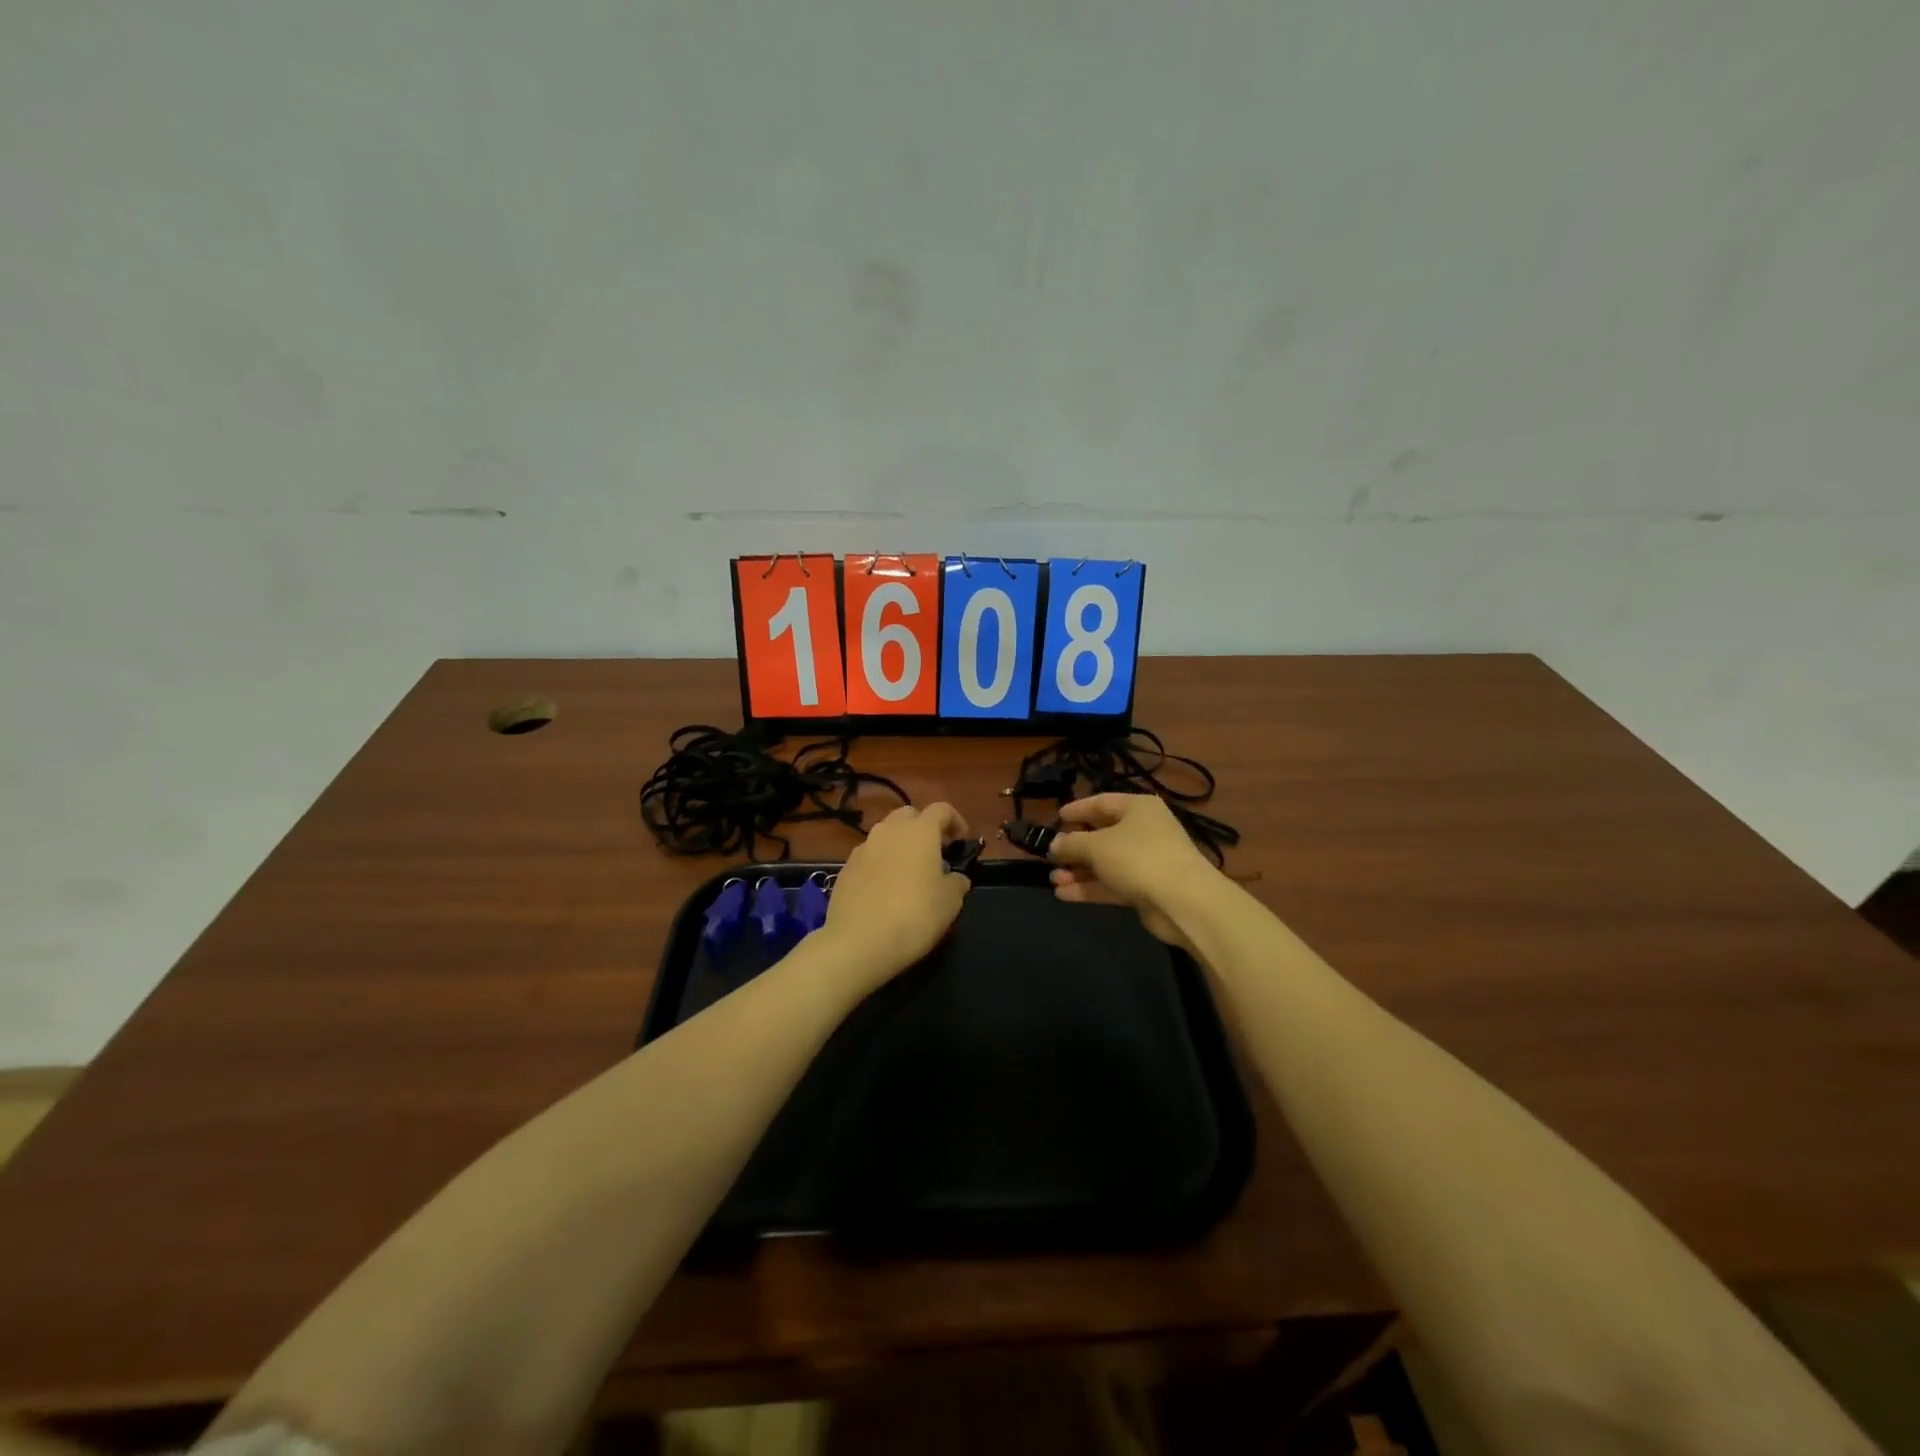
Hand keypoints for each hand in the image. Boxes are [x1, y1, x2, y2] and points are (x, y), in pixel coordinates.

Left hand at [821, 803, 970, 986]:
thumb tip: (955, 878)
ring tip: (909, 872)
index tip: (961, 841)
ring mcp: (863, 848)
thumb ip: (957, 882)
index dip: (955, 821)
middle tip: (935, 853)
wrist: (858, 941)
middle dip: (924, 828)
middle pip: (909, 815)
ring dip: (900, 845)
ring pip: (886, 834)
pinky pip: (869, 855)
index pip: (941, 809)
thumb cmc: (914, 916)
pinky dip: (881, 863)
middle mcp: (889, 831)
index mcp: (920, 831)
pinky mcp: (846, 868)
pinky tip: (885, 888)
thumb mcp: (950, 902)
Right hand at [1048, 793, 1218, 947]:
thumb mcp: (1097, 845)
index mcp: (1137, 808)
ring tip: (1052, 879)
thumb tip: (1054, 844)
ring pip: (1105, 862)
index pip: (1101, 802)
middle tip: (1050, 856)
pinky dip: (1090, 887)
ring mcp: (1146, 861)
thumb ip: (1071, 843)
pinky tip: (1064, 895)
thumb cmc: (1138, 858)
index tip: (1055, 819)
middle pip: (1102, 834)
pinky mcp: (1146, 888)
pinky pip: (1112, 883)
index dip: (1077, 810)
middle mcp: (1144, 830)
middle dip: (1074, 847)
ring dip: (1079, 870)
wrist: (1184, 902)